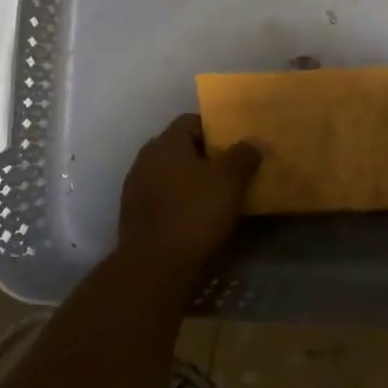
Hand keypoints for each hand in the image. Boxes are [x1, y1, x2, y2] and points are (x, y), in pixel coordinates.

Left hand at [118, 114, 261, 272]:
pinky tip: (196, 218)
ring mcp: (136, 189)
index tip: (236, 144)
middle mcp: (145, 160)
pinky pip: (162, 199)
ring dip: (190, 181)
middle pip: (179, 148)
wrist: (155, 266)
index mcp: (166, 143)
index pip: (191, 121)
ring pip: (169, 175)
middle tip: (231, 170)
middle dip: (204, 156)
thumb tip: (253, 142)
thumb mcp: (229, 181)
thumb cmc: (194, 213)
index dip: (215, 129)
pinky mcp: (134, 217)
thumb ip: (243, 156)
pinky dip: (179, 202)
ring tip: (217, 196)